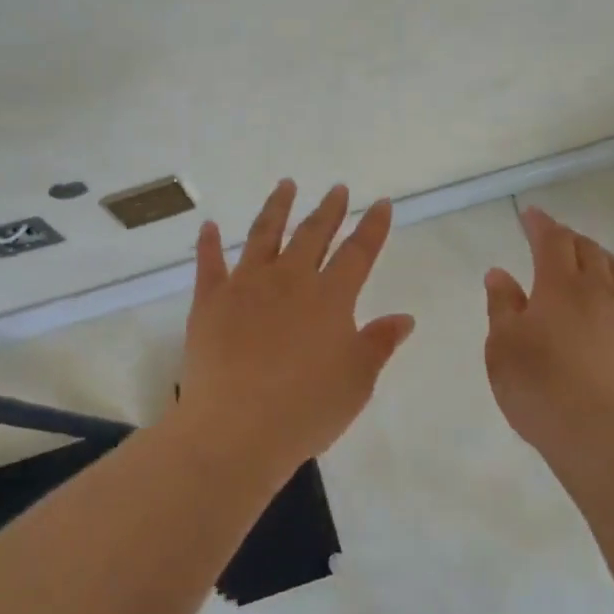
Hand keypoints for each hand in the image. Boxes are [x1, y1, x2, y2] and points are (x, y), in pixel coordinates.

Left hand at [177, 180, 415, 471]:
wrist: (236, 428)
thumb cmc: (306, 408)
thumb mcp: (357, 381)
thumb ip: (378, 344)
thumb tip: (403, 318)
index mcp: (330, 297)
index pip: (358, 252)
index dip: (372, 226)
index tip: (380, 203)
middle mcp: (290, 279)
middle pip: (313, 234)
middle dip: (329, 209)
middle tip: (337, 188)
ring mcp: (246, 285)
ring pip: (264, 234)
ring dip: (277, 207)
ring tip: (285, 185)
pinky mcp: (210, 300)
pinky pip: (209, 263)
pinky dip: (209, 243)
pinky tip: (209, 226)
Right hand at [483, 206, 613, 466]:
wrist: (606, 437)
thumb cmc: (540, 387)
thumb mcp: (503, 347)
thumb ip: (503, 305)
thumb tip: (500, 273)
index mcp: (560, 285)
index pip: (552, 240)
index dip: (540, 224)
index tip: (531, 214)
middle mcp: (601, 290)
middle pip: (589, 249)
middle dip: (569, 239)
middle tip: (554, 240)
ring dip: (601, 258)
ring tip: (590, 265)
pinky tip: (611, 311)